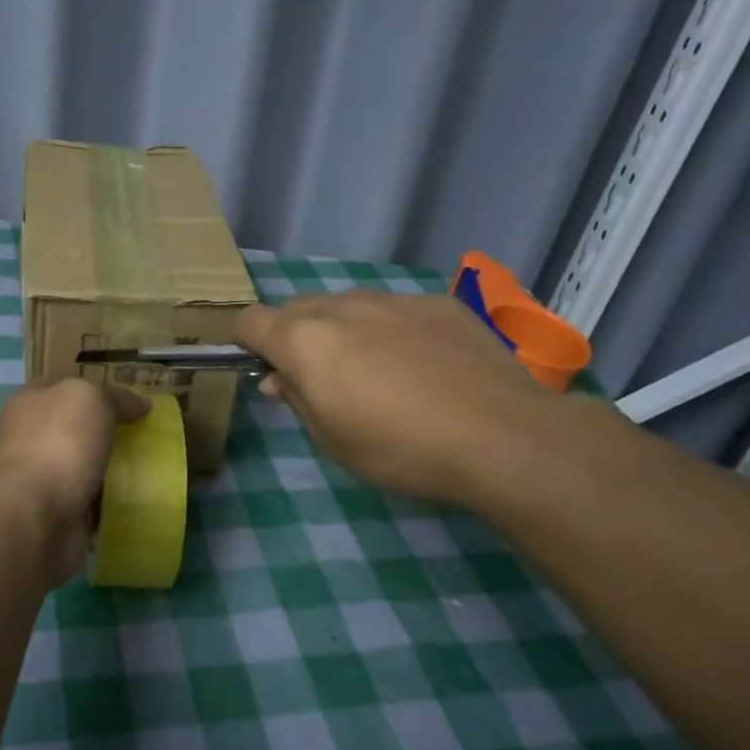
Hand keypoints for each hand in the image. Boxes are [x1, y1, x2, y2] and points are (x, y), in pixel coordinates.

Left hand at [0, 380, 148, 585]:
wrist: (36, 514)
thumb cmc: (58, 442)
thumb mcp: (92, 399)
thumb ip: (116, 397)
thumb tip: (141, 404)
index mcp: (27, 403)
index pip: (62, 388)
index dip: (93, 391)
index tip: (127, 403)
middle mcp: (27, 439)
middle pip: (72, 429)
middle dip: (102, 433)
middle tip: (141, 436)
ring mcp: (38, 479)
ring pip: (80, 467)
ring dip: (105, 470)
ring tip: (144, 468)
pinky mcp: (52, 514)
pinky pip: (87, 502)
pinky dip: (106, 503)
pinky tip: (132, 500)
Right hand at [235, 291, 548, 506]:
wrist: (501, 436)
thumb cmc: (400, 449)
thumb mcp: (332, 441)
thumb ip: (297, 399)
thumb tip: (277, 377)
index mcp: (304, 341)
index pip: (250, 320)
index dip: (247, 341)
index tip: (262, 367)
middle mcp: (341, 308)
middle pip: (296, 309)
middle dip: (295, 336)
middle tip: (321, 378)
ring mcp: (392, 300)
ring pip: (347, 306)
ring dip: (344, 330)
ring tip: (378, 370)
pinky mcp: (437, 303)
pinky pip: (395, 310)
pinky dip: (393, 330)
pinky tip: (425, 365)